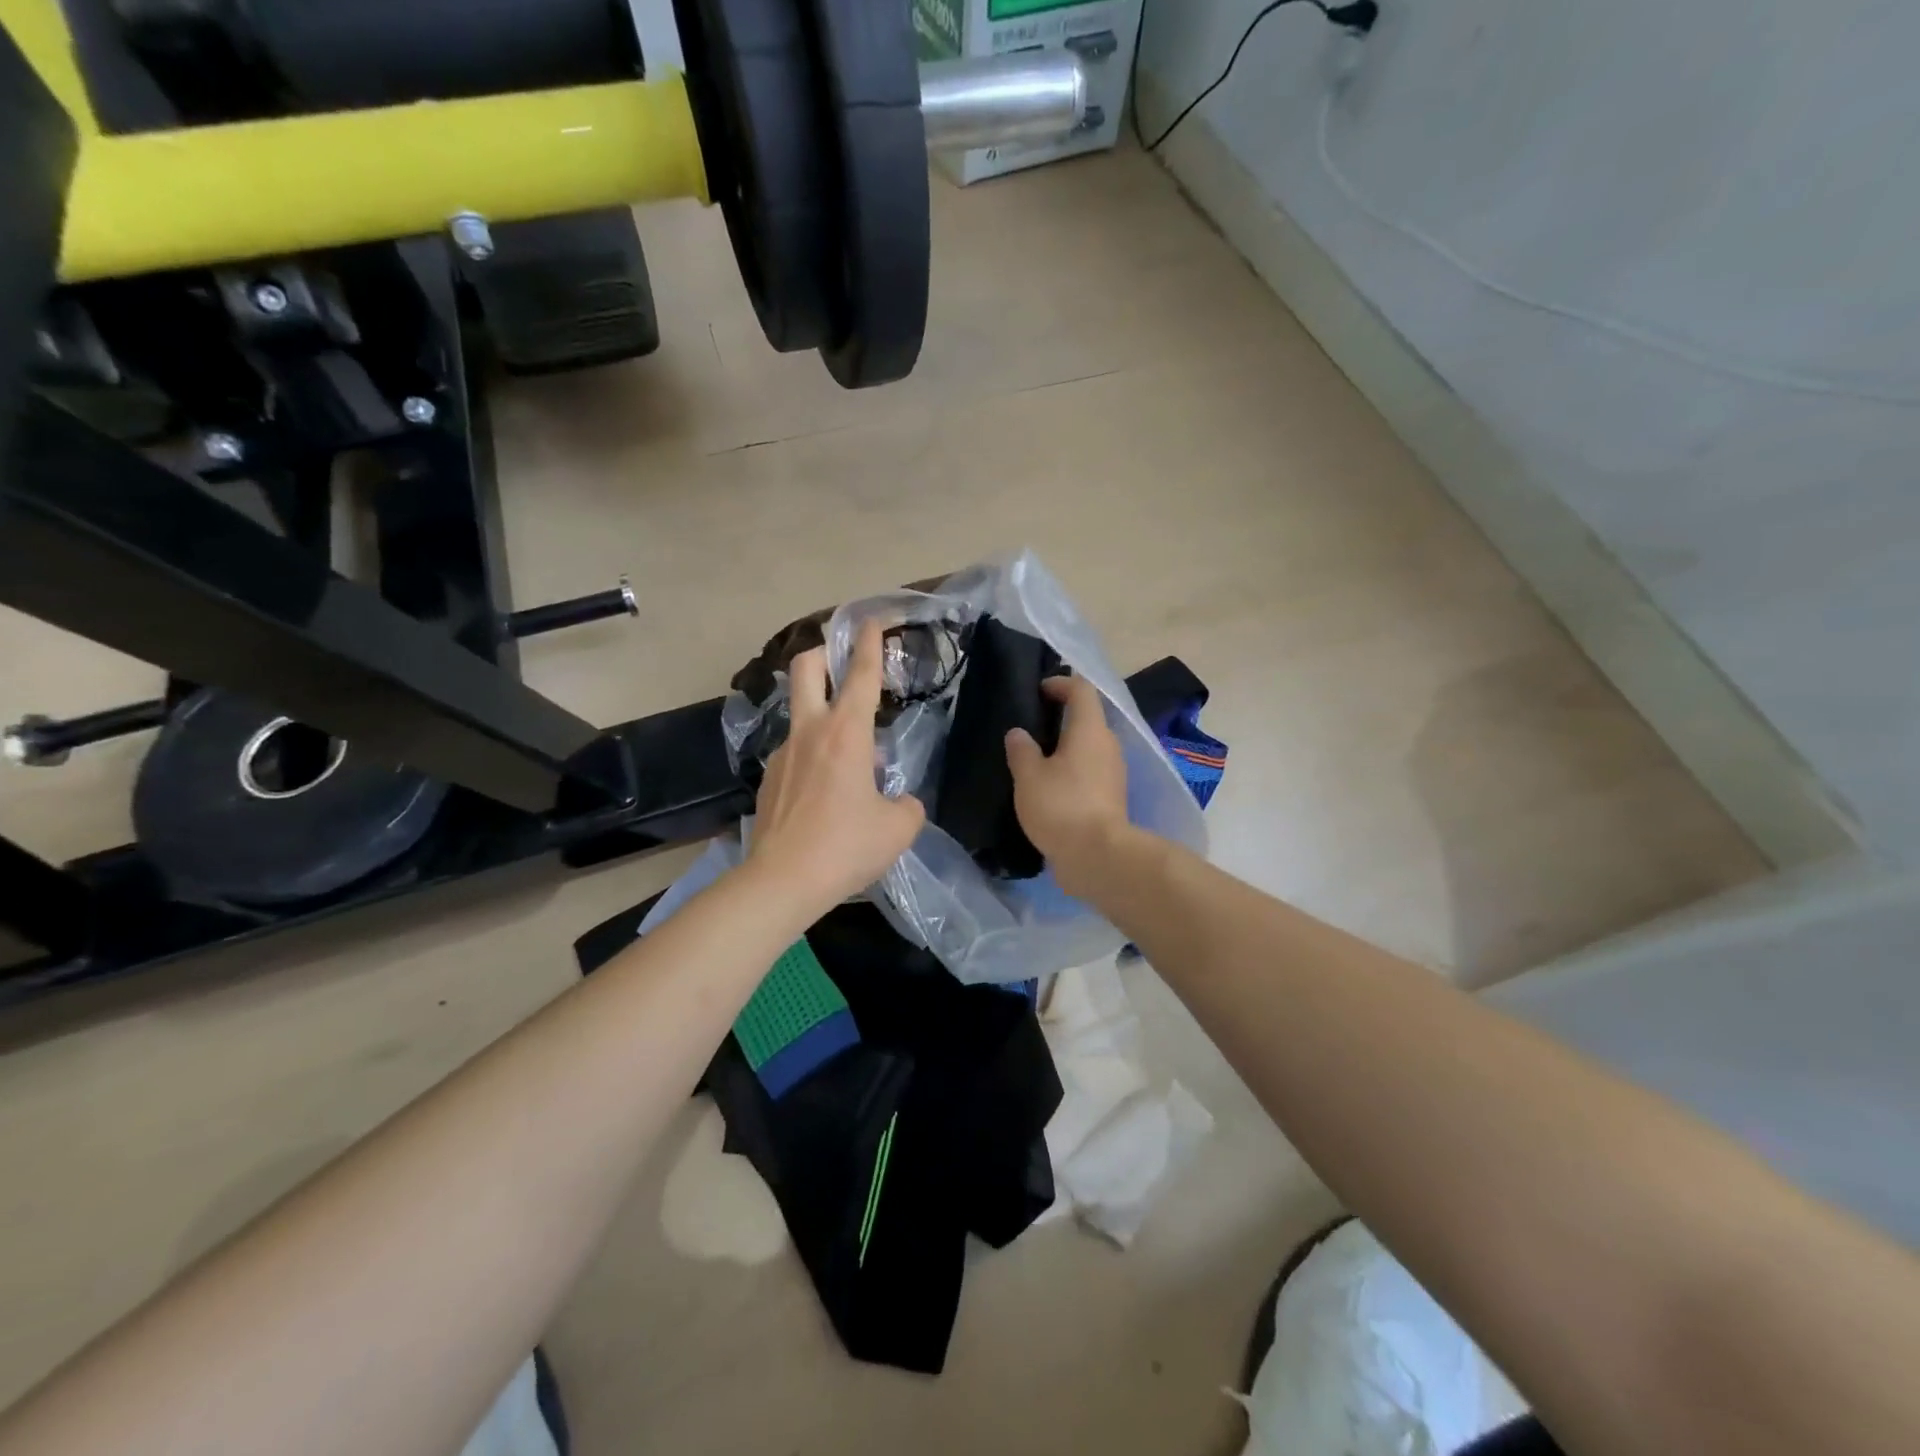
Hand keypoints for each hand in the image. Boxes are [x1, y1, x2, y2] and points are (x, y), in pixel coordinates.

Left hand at [747, 620, 926, 913]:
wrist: (782, 881)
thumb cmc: (846, 847)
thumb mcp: (899, 828)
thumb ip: (907, 805)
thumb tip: (899, 801)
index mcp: (846, 733)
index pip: (861, 674)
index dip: (870, 642)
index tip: (873, 619)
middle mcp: (810, 732)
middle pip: (806, 669)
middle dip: (823, 652)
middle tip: (841, 657)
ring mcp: (784, 754)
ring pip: (801, 715)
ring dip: (824, 717)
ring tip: (850, 759)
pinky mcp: (769, 779)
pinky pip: (796, 754)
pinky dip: (814, 757)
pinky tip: (826, 793)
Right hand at [1005, 676, 1130, 897]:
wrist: (1098, 858)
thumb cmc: (1061, 807)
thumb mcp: (1029, 776)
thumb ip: (1021, 750)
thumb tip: (1019, 734)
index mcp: (1090, 730)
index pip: (1081, 690)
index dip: (1060, 683)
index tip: (1038, 690)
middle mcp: (1107, 746)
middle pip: (1088, 719)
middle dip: (1061, 718)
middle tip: (1030, 727)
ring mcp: (1113, 773)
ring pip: (1089, 748)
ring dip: (1066, 748)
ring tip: (1035, 759)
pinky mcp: (1111, 798)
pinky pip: (1089, 772)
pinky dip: (1071, 772)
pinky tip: (1048, 788)